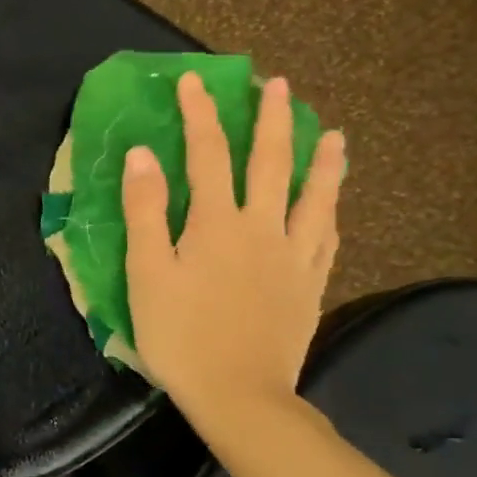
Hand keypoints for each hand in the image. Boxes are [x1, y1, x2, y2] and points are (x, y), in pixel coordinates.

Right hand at [122, 72, 345, 415]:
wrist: (239, 394)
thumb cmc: (180, 334)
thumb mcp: (146, 272)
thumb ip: (145, 211)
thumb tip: (142, 154)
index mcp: (216, 223)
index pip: (207, 154)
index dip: (199, 114)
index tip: (194, 81)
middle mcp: (262, 228)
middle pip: (270, 163)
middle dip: (272, 120)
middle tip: (277, 85)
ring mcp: (293, 257)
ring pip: (314, 197)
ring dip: (322, 161)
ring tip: (334, 134)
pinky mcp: (309, 285)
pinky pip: (326, 239)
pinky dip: (330, 213)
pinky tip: (333, 206)